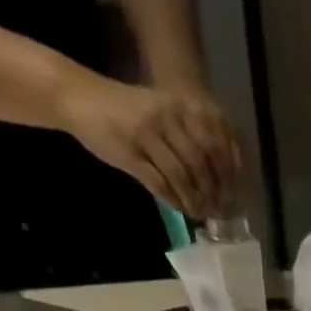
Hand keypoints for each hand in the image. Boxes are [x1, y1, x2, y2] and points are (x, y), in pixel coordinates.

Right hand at [56, 73, 242, 215]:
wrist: (78, 98)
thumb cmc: (123, 110)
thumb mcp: (159, 112)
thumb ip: (186, 136)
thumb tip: (216, 172)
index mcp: (177, 107)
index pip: (213, 145)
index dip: (226, 174)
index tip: (231, 194)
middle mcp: (165, 118)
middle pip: (200, 165)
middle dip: (211, 192)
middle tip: (216, 209)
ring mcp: (147, 136)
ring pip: (182, 178)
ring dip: (194, 201)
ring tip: (199, 213)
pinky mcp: (131, 154)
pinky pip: (160, 185)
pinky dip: (174, 202)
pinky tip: (181, 209)